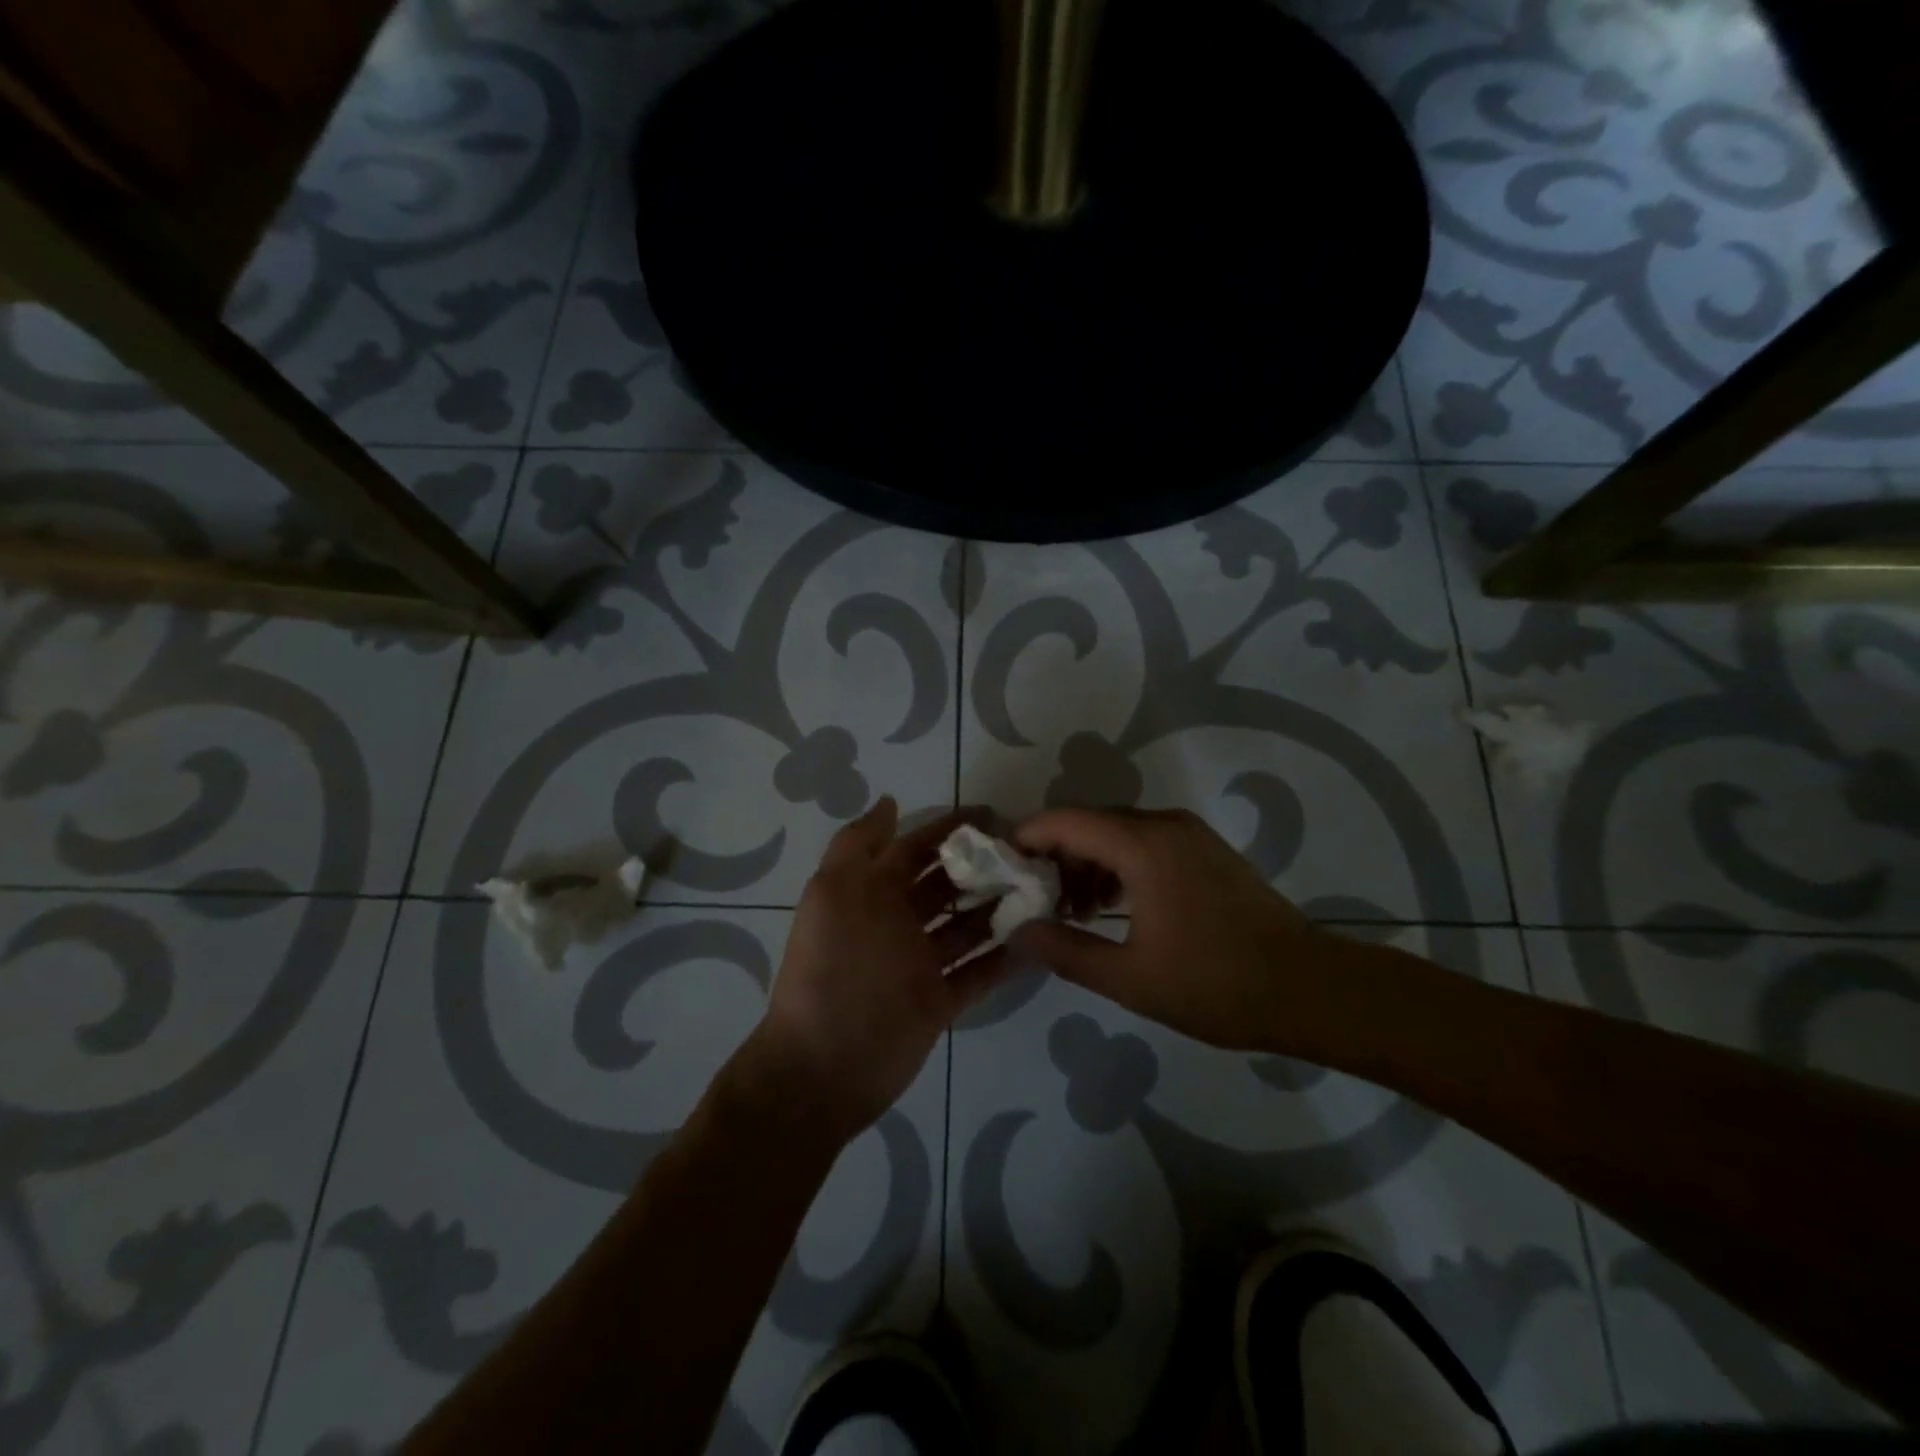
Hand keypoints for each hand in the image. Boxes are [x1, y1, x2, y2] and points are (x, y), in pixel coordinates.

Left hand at [754, 799, 1012, 1141]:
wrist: (825, 1066)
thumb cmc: (836, 967)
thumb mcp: (836, 892)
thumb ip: (860, 844)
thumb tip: (889, 803)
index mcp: (870, 894)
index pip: (915, 850)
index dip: (948, 830)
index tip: (992, 816)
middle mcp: (896, 923)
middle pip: (946, 886)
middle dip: (981, 868)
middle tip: (1028, 857)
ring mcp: (919, 964)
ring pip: (967, 926)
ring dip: (1000, 909)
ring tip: (1042, 893)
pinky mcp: (939, 1001)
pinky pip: (978, 972)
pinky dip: (1004, 958)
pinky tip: (1038, 941)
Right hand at [1010, 807, 1340, 1052]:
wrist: (1309, 989)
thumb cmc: (1215, 984)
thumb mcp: (1130, 978)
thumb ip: (1065, 950)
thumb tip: (1017, 931)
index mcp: (1142, 846)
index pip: (1065, 821)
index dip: (1026, 839)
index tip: (1002, 871)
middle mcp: (1164, 825)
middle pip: (1089, 823)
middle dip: (1055, 856)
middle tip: (1035, 900)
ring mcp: (1190, 835)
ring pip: (1117, 832)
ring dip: (1087, 863)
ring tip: (1072, 912)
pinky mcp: (1206, 850)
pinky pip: (1145, 843)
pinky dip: (1118, 865)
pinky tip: (1113, 908)